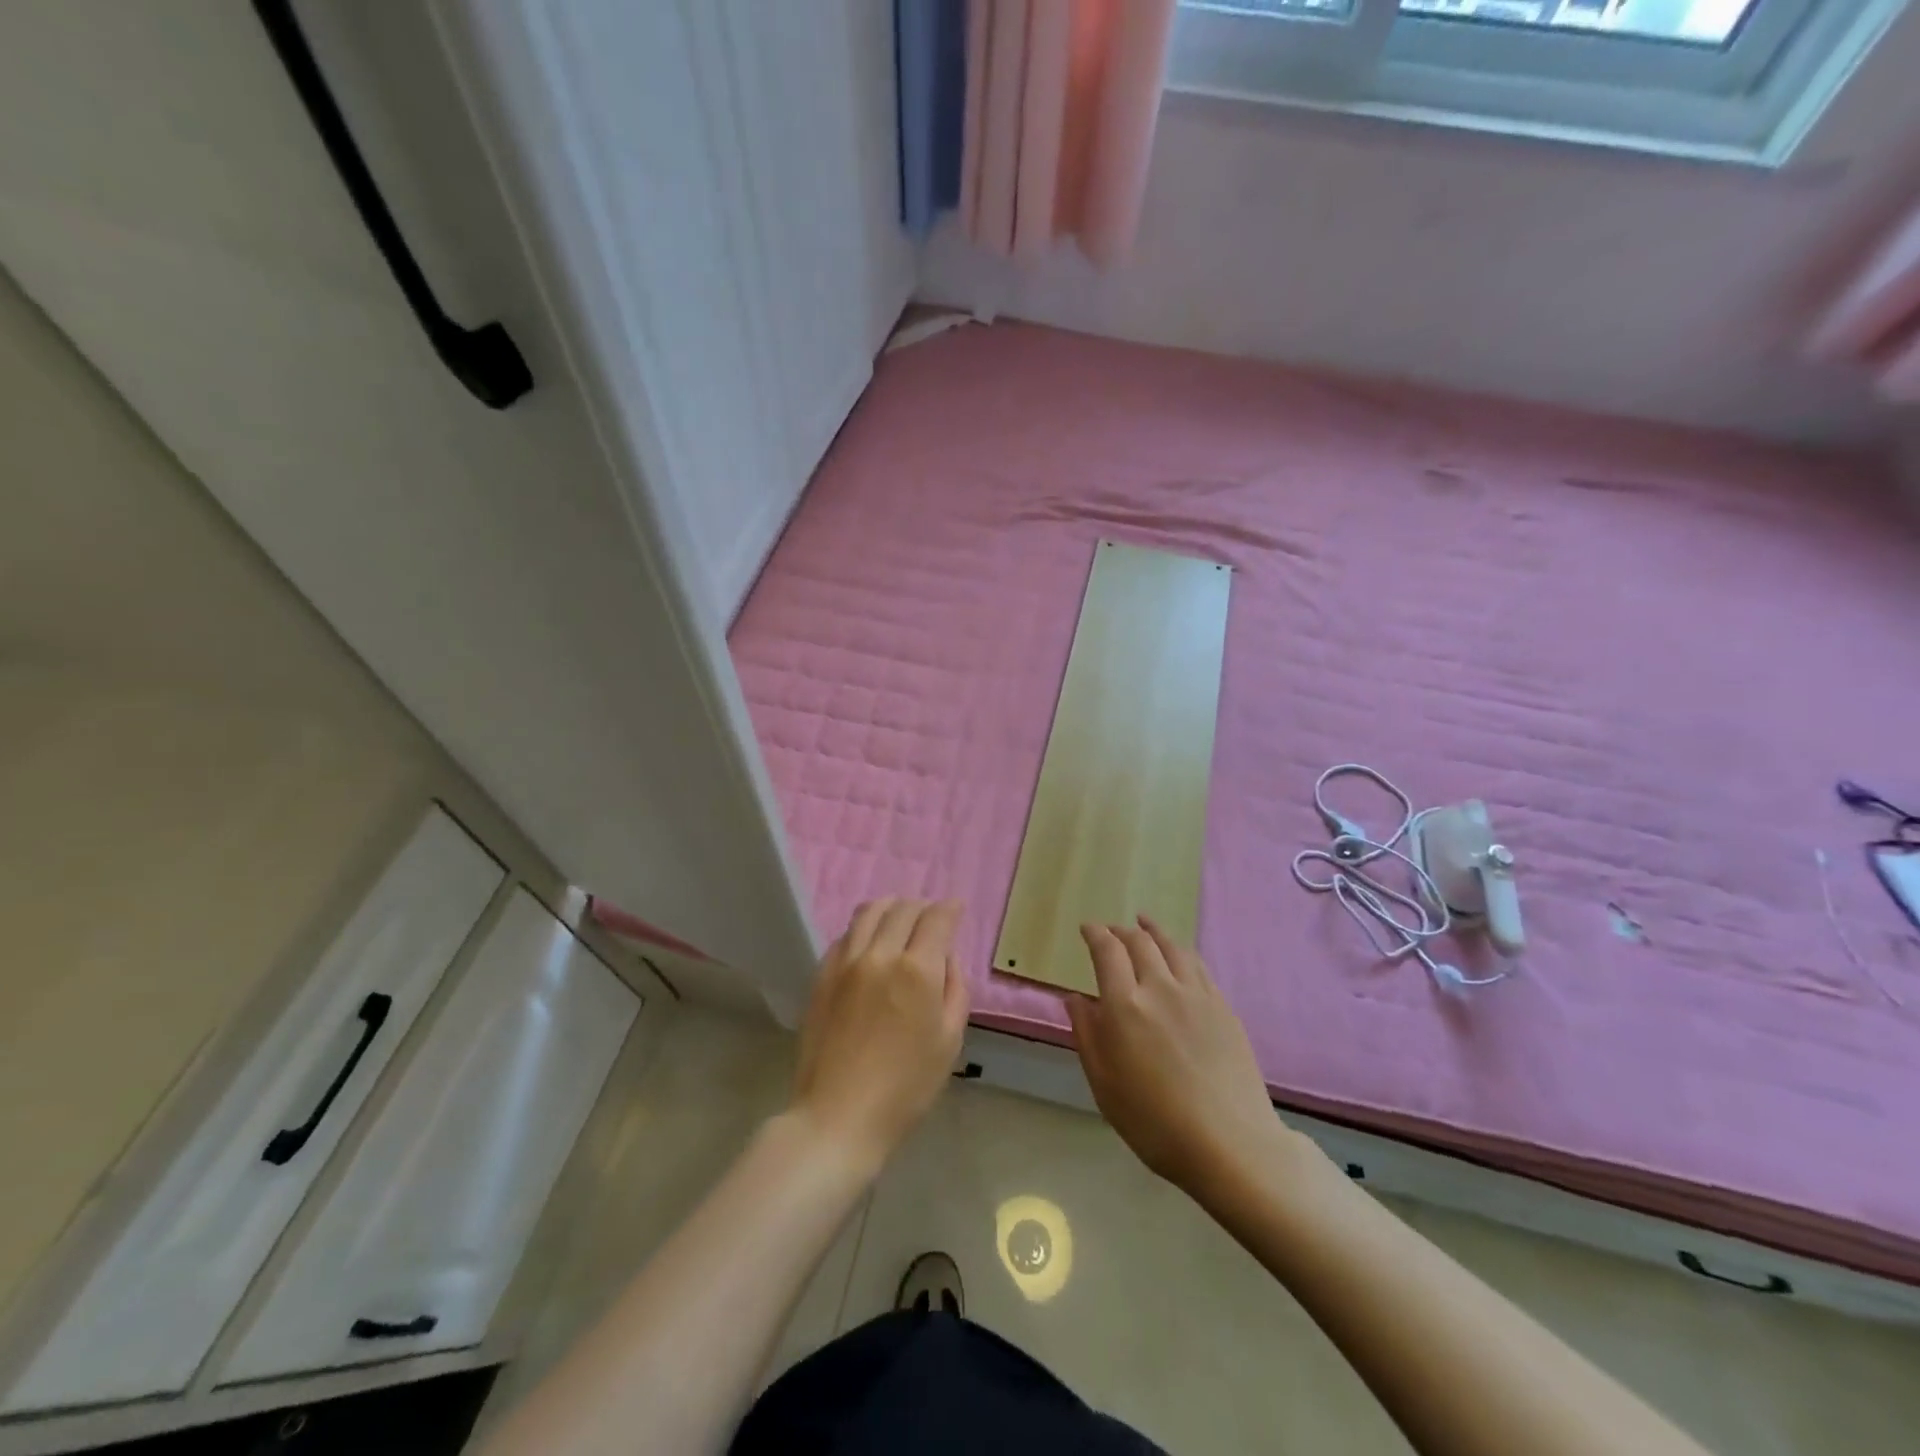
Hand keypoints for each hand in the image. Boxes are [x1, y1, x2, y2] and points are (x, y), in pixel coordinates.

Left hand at [790, 898, 969, 1174]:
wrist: (838, 1116)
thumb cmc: (905, 1087)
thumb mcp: (949, 1041)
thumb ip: (954, 989)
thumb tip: (945, 957)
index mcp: (917, 970)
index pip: (936, 918)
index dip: (950, 908)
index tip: (956, 908)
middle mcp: (880, 954)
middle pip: (903, 909)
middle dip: (922, 907)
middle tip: (931, 917)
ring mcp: (846, 962)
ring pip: (869, 912)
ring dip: (890, 907)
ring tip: (899, 917)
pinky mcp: (822, 975)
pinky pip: (845, 935)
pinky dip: (863, 928)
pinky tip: (870, 942)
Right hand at [1067, 916, 1287, 1198]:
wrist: (1230, 1144)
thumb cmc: (1155, 1122)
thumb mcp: (1104, 1084)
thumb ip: (1087, 1035)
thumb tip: (1075, 998)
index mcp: (1125, 1005)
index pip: (1107, 951)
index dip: (1095, 933)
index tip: (1087, 928)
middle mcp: (1160, 987)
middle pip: (1139, 942)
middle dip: (1121, 930)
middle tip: (1111, 930)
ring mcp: (1197, 994)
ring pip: (1172, 946)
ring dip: (1153, 931)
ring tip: (1145, 924)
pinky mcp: (1223, 1007)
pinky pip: (1197, 964)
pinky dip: (1180, 950)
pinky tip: (1179, 955)